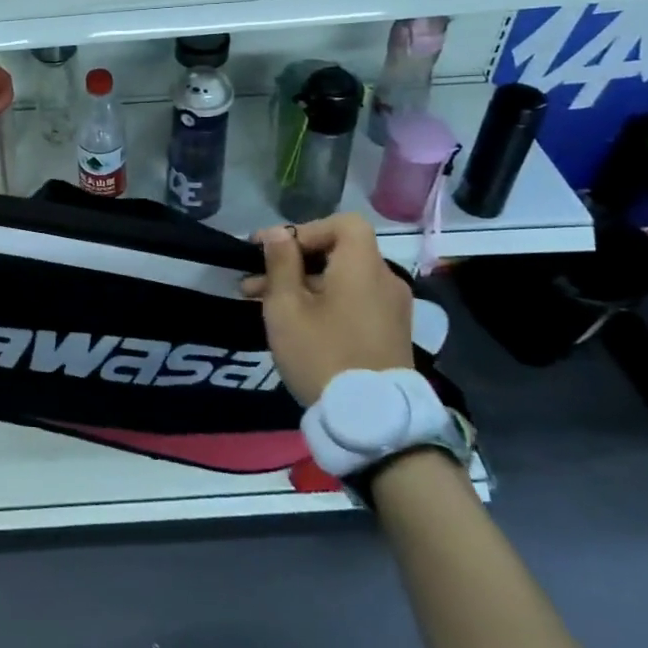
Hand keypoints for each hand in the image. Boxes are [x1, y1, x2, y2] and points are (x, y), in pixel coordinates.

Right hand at [241, 213, 412, 404]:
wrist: (373, 422)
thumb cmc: (322, 354)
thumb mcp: (286, 307)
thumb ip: (281, 264)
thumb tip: (279, 233)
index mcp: (363, 267)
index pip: (342, 224)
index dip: (306, 230)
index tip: (273, 250)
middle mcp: (386, 280)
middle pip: (339, 252)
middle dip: (293, 261)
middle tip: (254, 279)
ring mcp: (392, 309)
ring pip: (342, 279)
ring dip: (303, 284)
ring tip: (262, 303)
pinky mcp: (390, 333)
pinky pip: (354, 301)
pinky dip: (325, 301)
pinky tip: (294, 322)